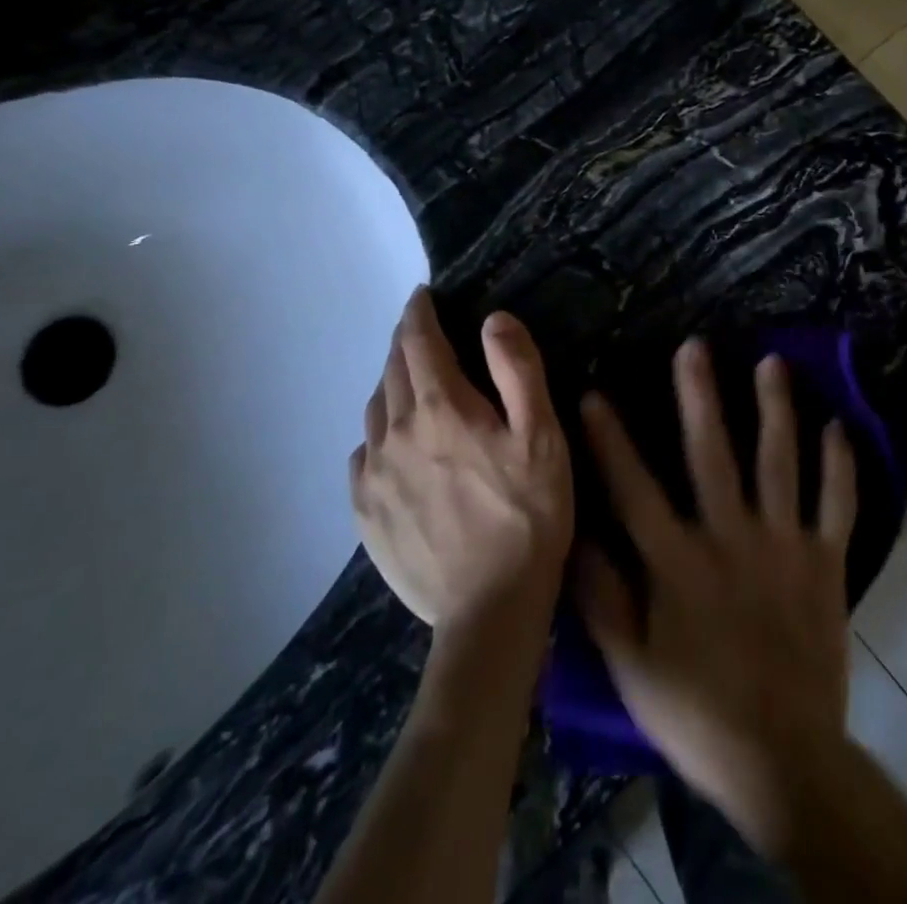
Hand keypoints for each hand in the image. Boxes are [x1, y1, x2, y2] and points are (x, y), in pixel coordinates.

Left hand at [350, 288, 572, 634]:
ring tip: (413, 384)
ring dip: (392, 385)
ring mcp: (373, 475)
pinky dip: (379, 433)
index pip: (417, 341)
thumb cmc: (528, 514)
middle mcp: (395, 432)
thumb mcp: (543, 436)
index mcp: (441, 407)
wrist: (489, 611)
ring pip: (375, 409)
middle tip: (423, 334)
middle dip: (406, 343)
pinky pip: (363, 453)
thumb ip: (518, 370)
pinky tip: (395, 445)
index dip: (419, 312)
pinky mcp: (365, 513)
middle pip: (392, 370)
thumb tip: (493, 319)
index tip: (422, 296)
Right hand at [575, 339, 857, 854]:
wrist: (783, 760)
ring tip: (772, 363)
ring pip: (779, 463)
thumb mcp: (631, 665)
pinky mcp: (825, 562)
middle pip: (713, 454)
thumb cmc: (696, 711)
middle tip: (696, 346)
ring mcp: (783, 545)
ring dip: (776, 409)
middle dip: (701, 396)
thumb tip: (574, 534)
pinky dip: (839, 465)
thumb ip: (601, 597)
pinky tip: (838, 425)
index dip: (611, 440)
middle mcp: (730, 538)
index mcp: (678, 562)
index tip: (595, 394)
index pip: (635, 488)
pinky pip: (836, 504)